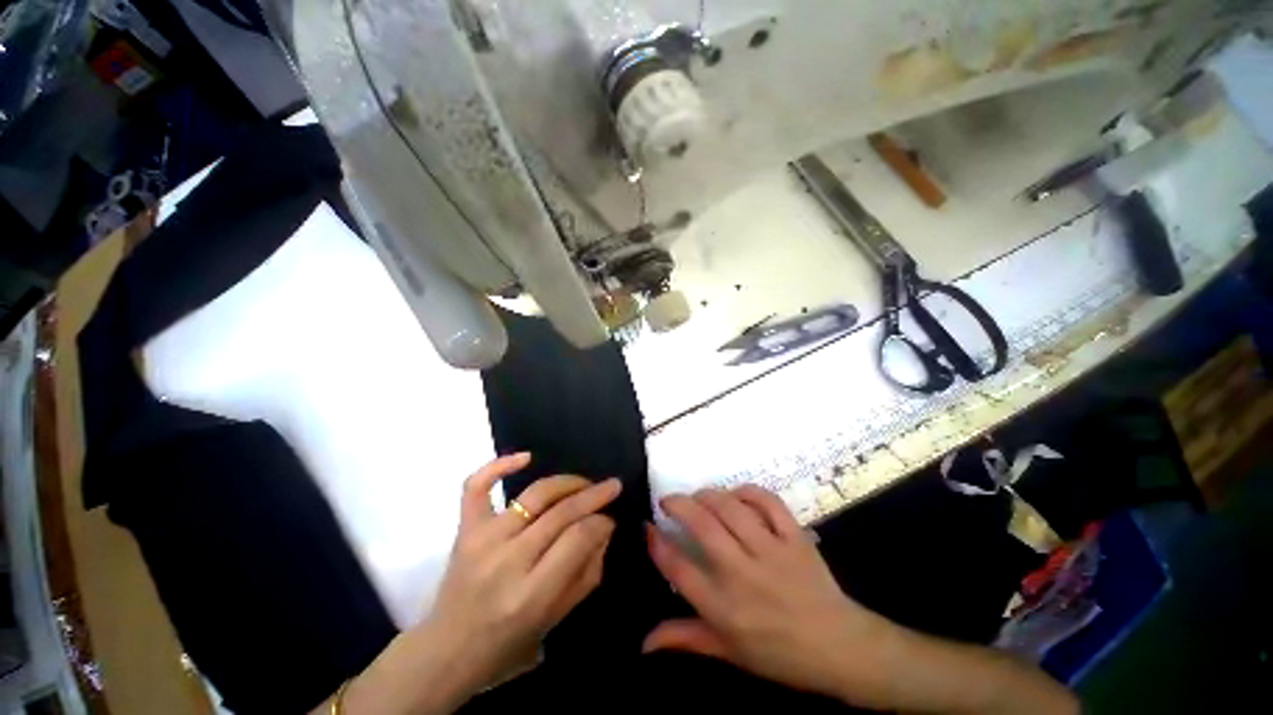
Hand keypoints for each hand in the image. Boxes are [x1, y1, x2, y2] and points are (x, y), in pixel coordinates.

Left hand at [341, 454, 619, 713]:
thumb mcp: (556, 622)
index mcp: (535, 593)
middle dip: (592, 496)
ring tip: (585, 482)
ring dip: (564, 483)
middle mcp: (508, 560)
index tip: (611, 521)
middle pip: (559, 514)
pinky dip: (498, 466)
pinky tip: (526, 457)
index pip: (578, 538)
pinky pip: (476, 487)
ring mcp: (481, 540)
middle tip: (613, 487)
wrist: (451, 647)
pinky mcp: (463, 531)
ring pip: (530, 497)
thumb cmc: (508, 647)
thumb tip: (602, 533)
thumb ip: (583, 578)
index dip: (601, 523)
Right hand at [644, 486, 898, 702]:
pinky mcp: (797, 539)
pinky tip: (738, 493)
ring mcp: (770, 552)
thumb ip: (684, 639)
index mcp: (718, 605)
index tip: (647, 528)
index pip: (676, 566)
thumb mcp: (726, 652)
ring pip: (731, 510)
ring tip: (698, 495)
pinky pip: (771, 505)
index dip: (656, 543)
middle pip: (701, 527)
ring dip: (709, 495)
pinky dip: (751, 493)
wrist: (834, 644)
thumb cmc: (777, 655)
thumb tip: (642, 642)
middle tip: (668, 501)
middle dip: (678, 506)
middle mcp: (739, 573)